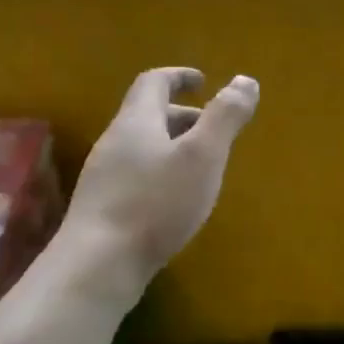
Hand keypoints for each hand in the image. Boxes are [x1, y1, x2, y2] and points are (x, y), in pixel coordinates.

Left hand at [51, 67, 258, 288]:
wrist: (97, 266)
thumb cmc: (156, 204)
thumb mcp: (203, 156)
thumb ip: (225, 117)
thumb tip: (246, 80)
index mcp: (136, 121)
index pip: (153, 82)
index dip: (179, 76)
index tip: (203, 81)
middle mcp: (115, 142)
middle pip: (147, 115)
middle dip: (183, 116)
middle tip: (213, 129)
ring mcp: (104, 177)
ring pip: (143, 147)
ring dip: (174, 146)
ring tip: (202, 167)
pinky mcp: (103, 208)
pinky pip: (136, 175)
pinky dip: (162, 173)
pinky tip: (177, 201)